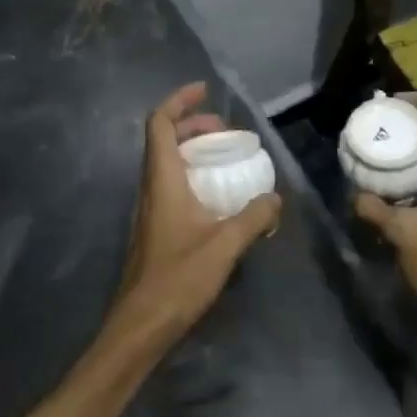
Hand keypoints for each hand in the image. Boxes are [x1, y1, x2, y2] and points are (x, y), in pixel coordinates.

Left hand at [110, 82, 281, 351]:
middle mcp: (151, 187)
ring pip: (167, 163)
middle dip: (193, 125)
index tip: (205, 91)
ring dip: (193, 150)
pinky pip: (172, 184)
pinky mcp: (155, 227)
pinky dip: (193, 175)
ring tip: (225, 158)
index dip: (179, 101)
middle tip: (226, 131)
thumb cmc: (178, 279)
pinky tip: (218, 197)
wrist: (140, 325)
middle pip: (164, 139)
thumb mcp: (224, 246)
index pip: (160, 124)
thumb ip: (253, 218)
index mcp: (162, 180)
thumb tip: (275, 198)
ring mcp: (150, 208)